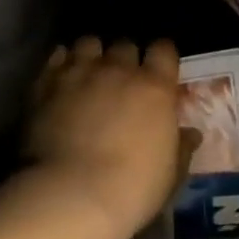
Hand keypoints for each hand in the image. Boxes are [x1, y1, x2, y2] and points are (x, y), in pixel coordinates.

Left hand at [26, 36, 196, 238]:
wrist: (72, 195)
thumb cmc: (133, 188)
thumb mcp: (171, 174)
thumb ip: (181, 147)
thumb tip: (192, 134)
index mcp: (155, 87)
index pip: (163, 49)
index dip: (161, 57)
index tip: (159, 71)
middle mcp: (118, 70)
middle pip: (125, 45)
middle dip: (125, 57)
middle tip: (122, 79)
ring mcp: (80, 74)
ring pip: (88, 43)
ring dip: (92, 54)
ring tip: (89, 72)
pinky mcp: (46, 85)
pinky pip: (56, 58)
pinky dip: (61, 63)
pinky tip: (62, 78)